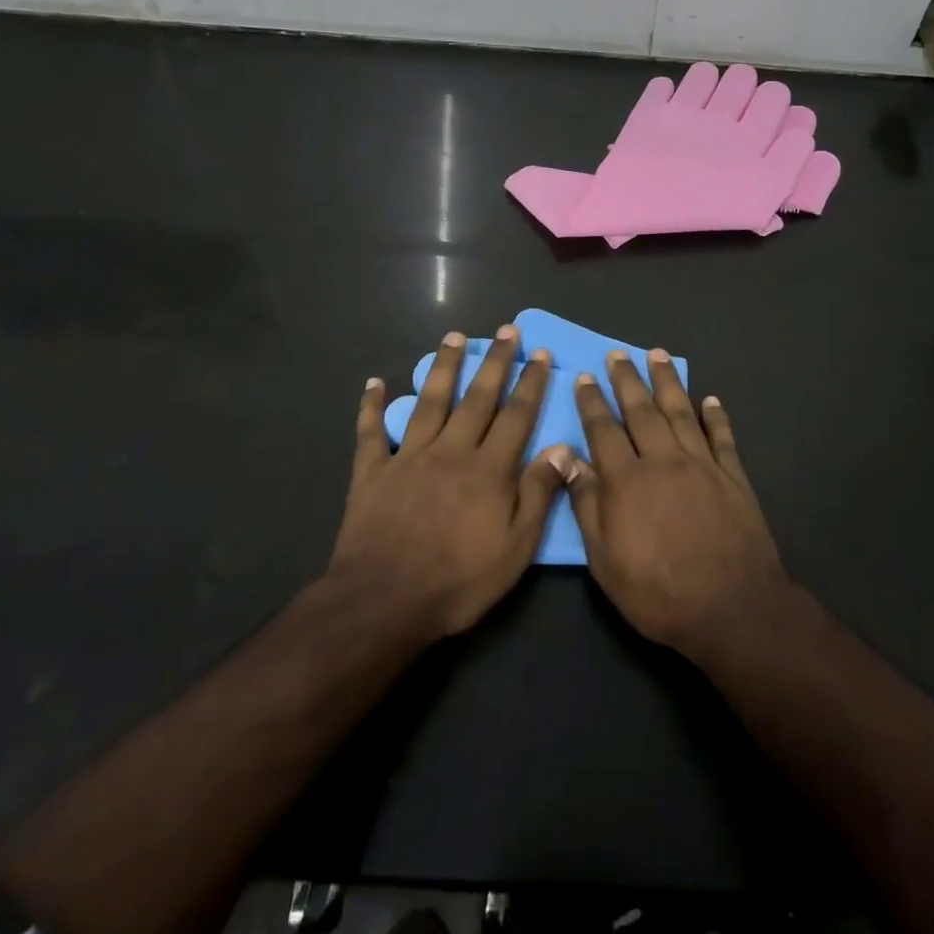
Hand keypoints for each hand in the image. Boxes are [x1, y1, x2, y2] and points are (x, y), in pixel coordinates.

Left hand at [332, 327, 574, 640]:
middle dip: (495, 361)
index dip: (530, 383)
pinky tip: (374, 382)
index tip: (540, 354)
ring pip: (430, 400)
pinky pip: (371, 432)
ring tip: (454, 336)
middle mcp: (451, 451)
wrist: (382, 603)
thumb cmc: (457, 582)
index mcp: (488, 469)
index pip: (516, 415)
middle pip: (477, 397)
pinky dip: (372, 406)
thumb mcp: (514, 550)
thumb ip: (538, 495)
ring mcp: (409, 457)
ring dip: (443, 366)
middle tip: (507, 330)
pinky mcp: (373, 471)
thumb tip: (561, 448)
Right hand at [565, 350, 787, 659]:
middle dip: (627, 379)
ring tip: (658, 355)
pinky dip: (716, 416)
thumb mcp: (606, 561)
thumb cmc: (659, 592)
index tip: (584, 378)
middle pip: (642, 410)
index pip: (604, 431)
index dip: (592, 402)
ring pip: (681, 412)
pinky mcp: (733, 476)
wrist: (732, 607)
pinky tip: (710, 399)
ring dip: (667, 381)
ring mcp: (702, 464)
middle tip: (618, 353)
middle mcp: (663, 460)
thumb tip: (568, 460)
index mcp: (628, 481)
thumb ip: (588, 506)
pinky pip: (722, 436)